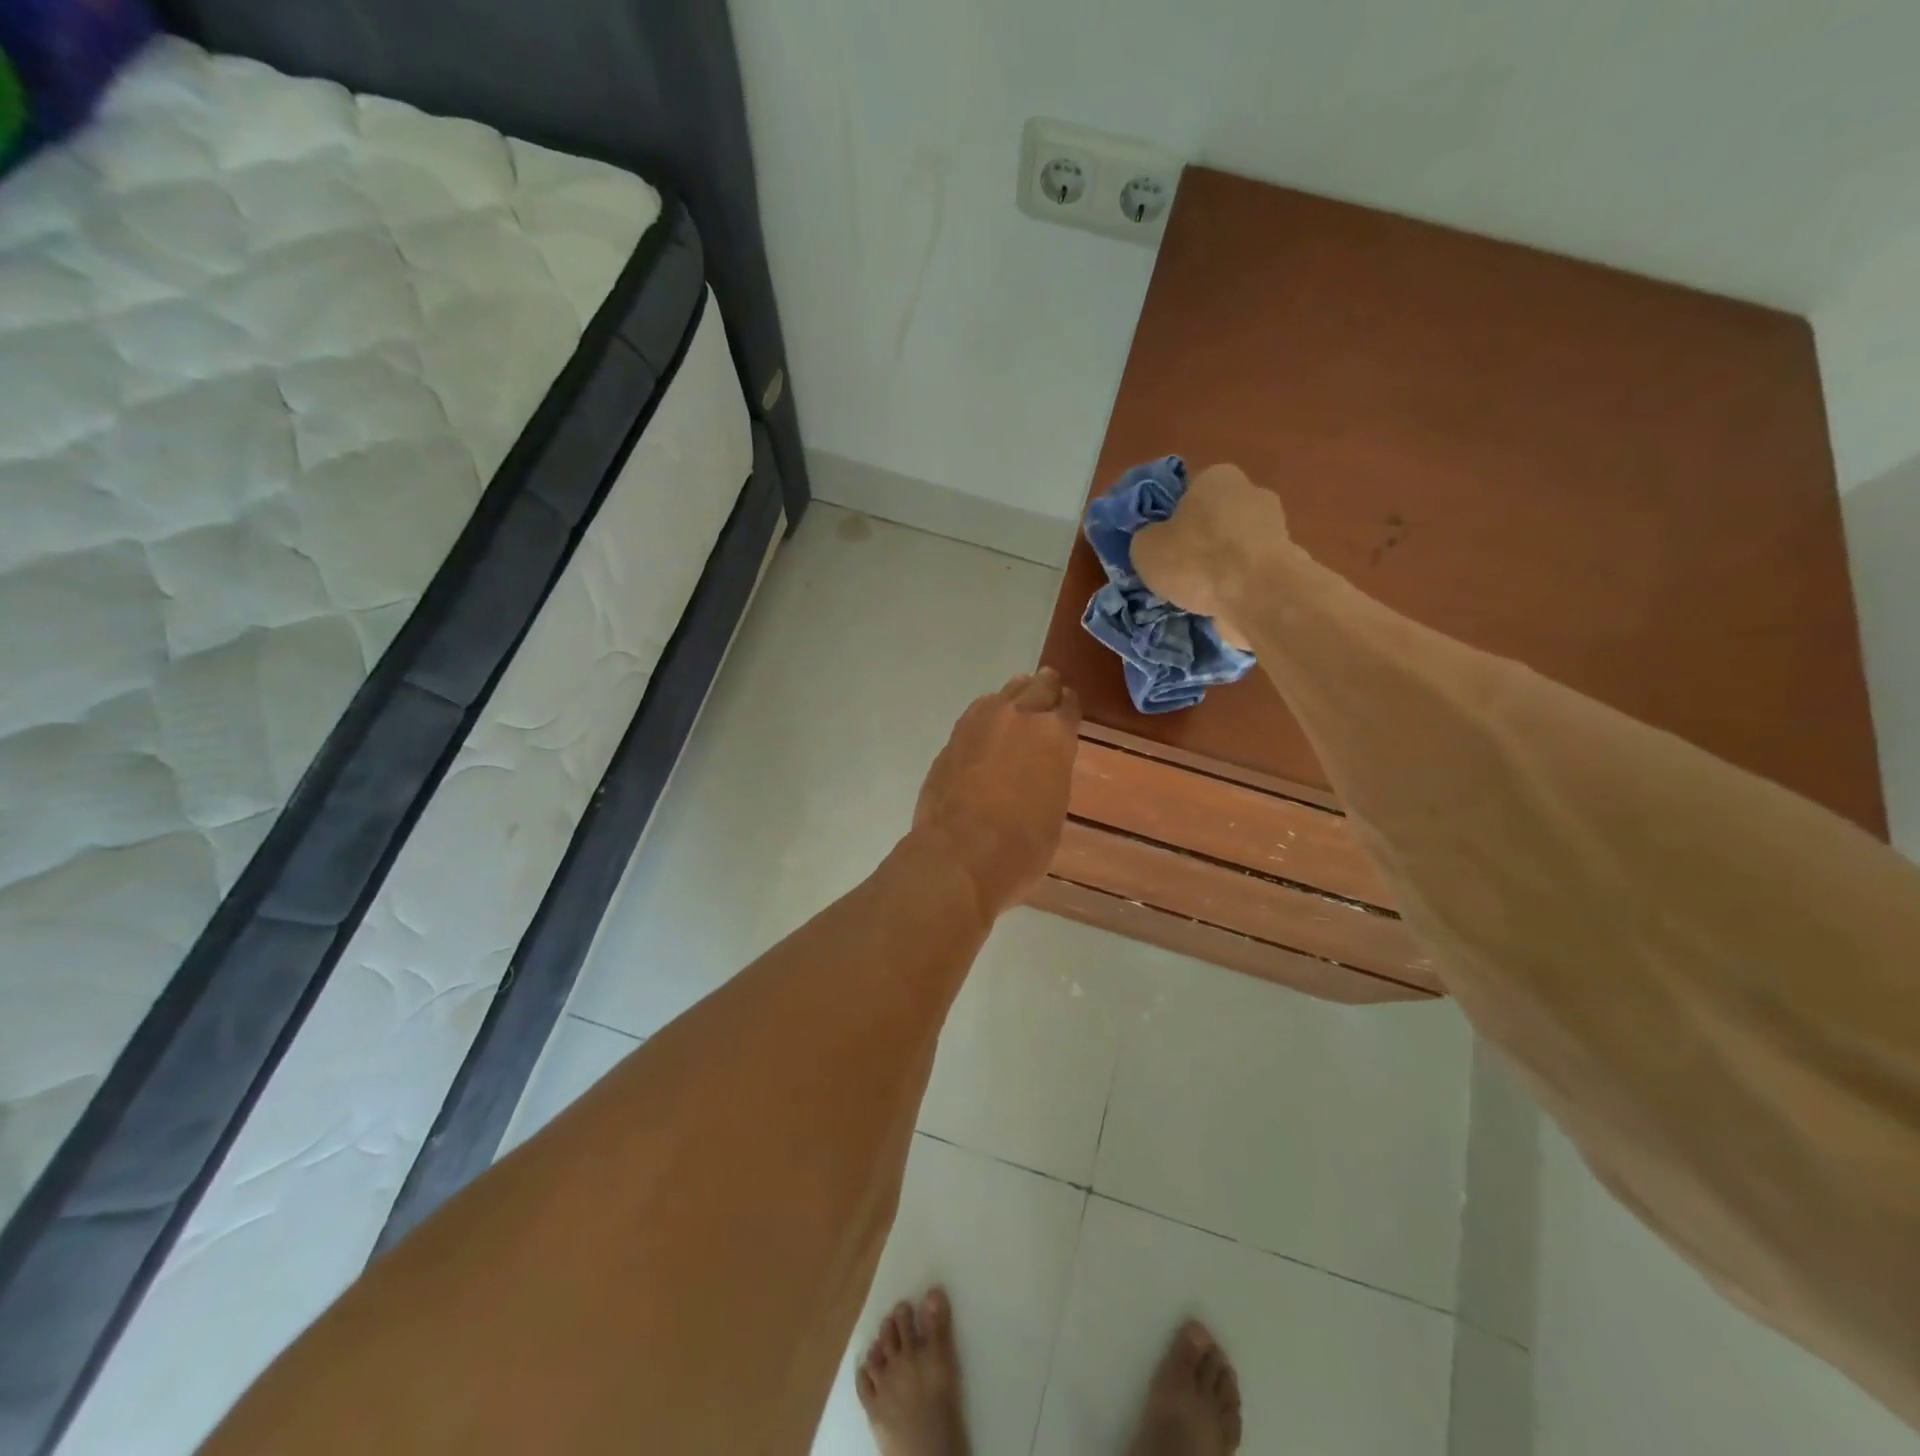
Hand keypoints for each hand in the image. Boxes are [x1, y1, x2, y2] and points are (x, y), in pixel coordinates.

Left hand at [913, 668, 1080, 920]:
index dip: (1070, 706)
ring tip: (1017, 705)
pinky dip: (986, 715)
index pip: (1069, 704)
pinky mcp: (952, 737)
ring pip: (1004, 693)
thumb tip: (1041, 768)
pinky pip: (976, 713)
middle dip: (1046, 688)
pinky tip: (986, 727)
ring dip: (1015, 696)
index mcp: (1055, 735)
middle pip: (1038, 686)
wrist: (959, 854)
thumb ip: (1051, 776)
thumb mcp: (1054, 811)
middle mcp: (1020, 716)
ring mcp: (981, 722)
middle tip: (1049, 693)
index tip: (1069, 708)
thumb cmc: (1021, 846)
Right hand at [1129, 463, 1290, 649]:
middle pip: (1215, 519)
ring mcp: (1277, 527)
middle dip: (1201, 543)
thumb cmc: (1197, 560)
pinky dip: (1238, 586)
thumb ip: (1147, 538)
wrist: (1259, 596)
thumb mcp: (1146, 548)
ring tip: (1200, 596)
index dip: (1172, 520)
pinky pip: (1251, 572)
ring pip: (1235, 547)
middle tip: (1179, 573)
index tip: (1162, 547)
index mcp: (1217, 477)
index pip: (1188, 493)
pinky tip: (1222, 605)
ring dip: (1221, 567)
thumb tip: (1154, 541)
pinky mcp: (1288, 562)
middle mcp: (1252, 492)